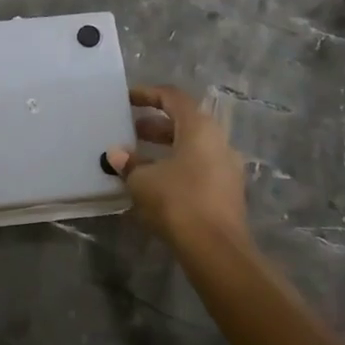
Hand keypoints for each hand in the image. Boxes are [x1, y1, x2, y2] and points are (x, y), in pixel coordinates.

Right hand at [104, 85, 248, 248]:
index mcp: (199, 128)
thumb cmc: (178, 201)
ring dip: (165, 148)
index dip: (148, 94)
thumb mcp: (143, 180)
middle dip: (155, 125)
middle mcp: (218, 141)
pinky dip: (176, 167)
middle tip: (130, 131)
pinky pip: (199, 168)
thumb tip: (117, 154)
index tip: (126, 99)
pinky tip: (155, 184)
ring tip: (137, 159)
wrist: (216, 250)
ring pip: (192, 147)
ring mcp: (227, 167)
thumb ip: (129, 163)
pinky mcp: (227, 192)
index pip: (173, 97)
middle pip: (184, 122)